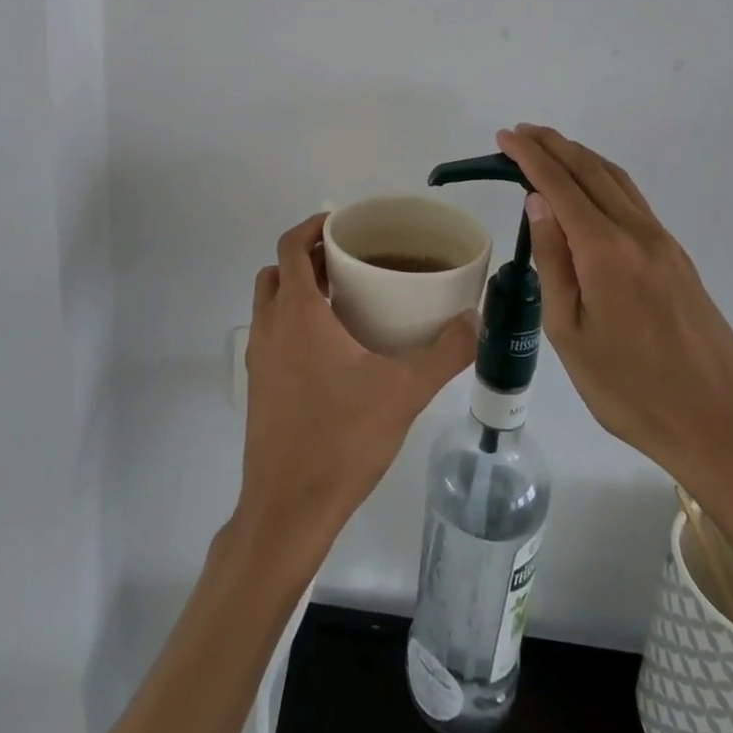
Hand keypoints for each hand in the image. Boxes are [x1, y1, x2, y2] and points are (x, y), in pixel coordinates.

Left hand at [233, 214, 477, 560]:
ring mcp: (259, 357)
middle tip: (348, 260)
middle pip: (278, 270)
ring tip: (342, 299)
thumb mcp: (404, 392)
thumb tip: (475, 320)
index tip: (343, 224)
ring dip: (297, 289)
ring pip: (270, 302)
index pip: (291, 247)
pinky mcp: (258, 385)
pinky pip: (270, 332)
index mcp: (297, 313)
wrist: (289, 508)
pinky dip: (292, 321)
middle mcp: (270, 326)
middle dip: (307, 257)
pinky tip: (330, 349)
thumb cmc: (343, 439)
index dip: (312, 226)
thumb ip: (444, 354)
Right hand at [495, 124, 732, 513]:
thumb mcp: (571, 334)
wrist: (725, 426)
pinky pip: (633, 200)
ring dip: (580, 157)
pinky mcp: (678, 258)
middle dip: (553, 146)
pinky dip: (603, 179)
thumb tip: (538, 203)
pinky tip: (590, 187)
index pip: (560, 185)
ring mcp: (663, 243)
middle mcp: (637, 233)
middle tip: (519, 133)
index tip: (504, 137)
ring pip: (617, 180)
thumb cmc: (632, 390)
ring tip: (549, 148)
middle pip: (591, 171)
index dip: (529, 157)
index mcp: (606, 251)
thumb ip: (554, 262)